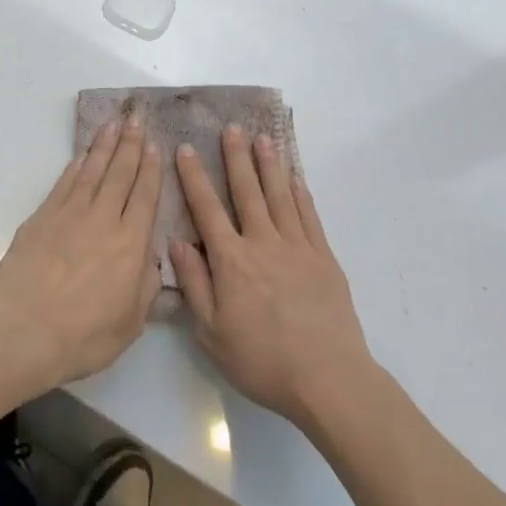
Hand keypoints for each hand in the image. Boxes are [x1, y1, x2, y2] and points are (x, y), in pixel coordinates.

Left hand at [0, 115, 162, 395]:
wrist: (22, 333)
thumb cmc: (82, 337)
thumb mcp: (130, 324)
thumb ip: (146, 287)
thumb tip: (151, 260)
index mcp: (131, 245)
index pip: (145, 196)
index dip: (151, 169)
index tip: (155, 145)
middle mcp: (103, 220)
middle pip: (120, 174)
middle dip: (130, 146)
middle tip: (136, 120)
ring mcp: (69, 215)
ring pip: (92, 171)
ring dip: (104, 146)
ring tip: (113, 125)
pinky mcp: (41, 218)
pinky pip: (64, 184)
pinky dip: (75, 167)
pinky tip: (82, 156)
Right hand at [170, 127, 373, 432]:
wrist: (328, 378)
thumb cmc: (262, 361)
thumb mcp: (212, 333)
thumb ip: (195, 284)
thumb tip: (177, 242)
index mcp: (231, 260)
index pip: (207, 209)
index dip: (194, 177)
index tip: (185, 148)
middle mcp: (263, 243)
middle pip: (247, 191)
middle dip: (236, 157)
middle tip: (231, 127)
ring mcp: (297, 247)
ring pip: (280, 195)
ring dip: (269, 165)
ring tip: (263, 138)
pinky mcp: (324, 257)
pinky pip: (309, 215)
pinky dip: (300, 193)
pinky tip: (295, 177)